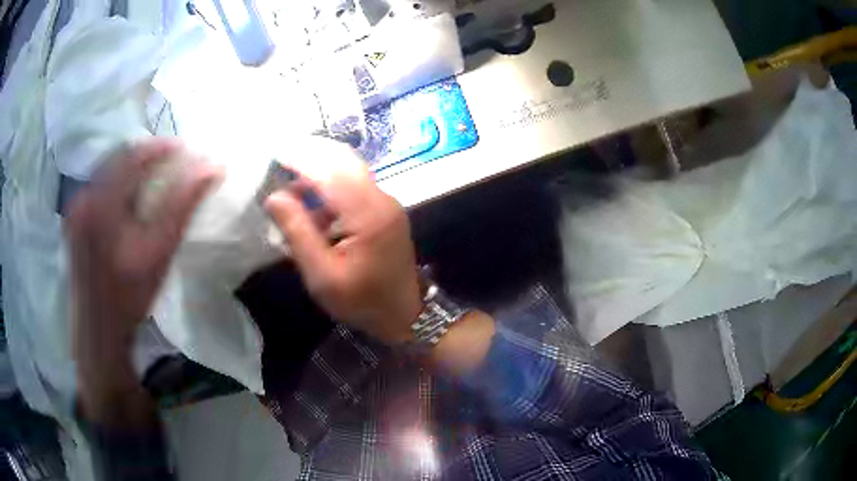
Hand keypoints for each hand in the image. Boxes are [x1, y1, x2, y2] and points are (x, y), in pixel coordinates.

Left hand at [66, 139, 220, 358]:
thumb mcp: (159, 252)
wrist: (99, 330)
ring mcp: (75, 207)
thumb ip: (183, 206)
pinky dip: (119, 182)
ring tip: (155, 175)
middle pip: (118, 158)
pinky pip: (99, 185)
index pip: (133, 155)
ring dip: (133, 167)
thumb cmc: (130, 296)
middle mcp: (84, 197)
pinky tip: (131, 196)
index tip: (186, 148)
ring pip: (108, 169)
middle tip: (173, 160)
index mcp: (101, 203)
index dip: (161, 146)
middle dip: (147, 154)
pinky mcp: (74, 217)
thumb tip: (212, 167)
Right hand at [264, 139, 421, 344]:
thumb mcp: (323, 275)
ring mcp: (386, 202)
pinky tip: (309, 201)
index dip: (300, 157)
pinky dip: (329, 184)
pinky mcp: (384, 209)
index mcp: (368, 214)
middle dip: (310, 153)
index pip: (331, 170)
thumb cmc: (363, 302)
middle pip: (344, 160)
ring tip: (287, 180)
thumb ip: (298, 233)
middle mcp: (381, 198)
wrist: (405, 315)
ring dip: (319, 168)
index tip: (274, 151)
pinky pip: (354, 185)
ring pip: (349, 169)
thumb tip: (274, 197)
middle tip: (279, 157)